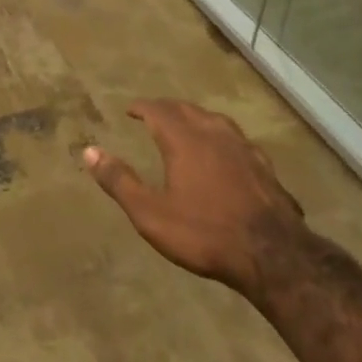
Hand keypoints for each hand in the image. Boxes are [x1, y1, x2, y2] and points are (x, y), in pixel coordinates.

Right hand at [83, 99, 306, 303]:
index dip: (143, 107)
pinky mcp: (265, 167)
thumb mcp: (150, 213)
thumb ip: (119, 181)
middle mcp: (215, 135)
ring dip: (196, 117)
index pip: (159, 110)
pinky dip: (221, 137)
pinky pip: (237, 140)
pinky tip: (225, 152)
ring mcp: (244, 149)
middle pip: (188, 110)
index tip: (130, 109)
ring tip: (187, 125)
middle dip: (168, 108)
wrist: (273, 255)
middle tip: (154, 113)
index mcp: (185, 140)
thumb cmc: (204, 233)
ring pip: (216, 120)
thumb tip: (89, 151)